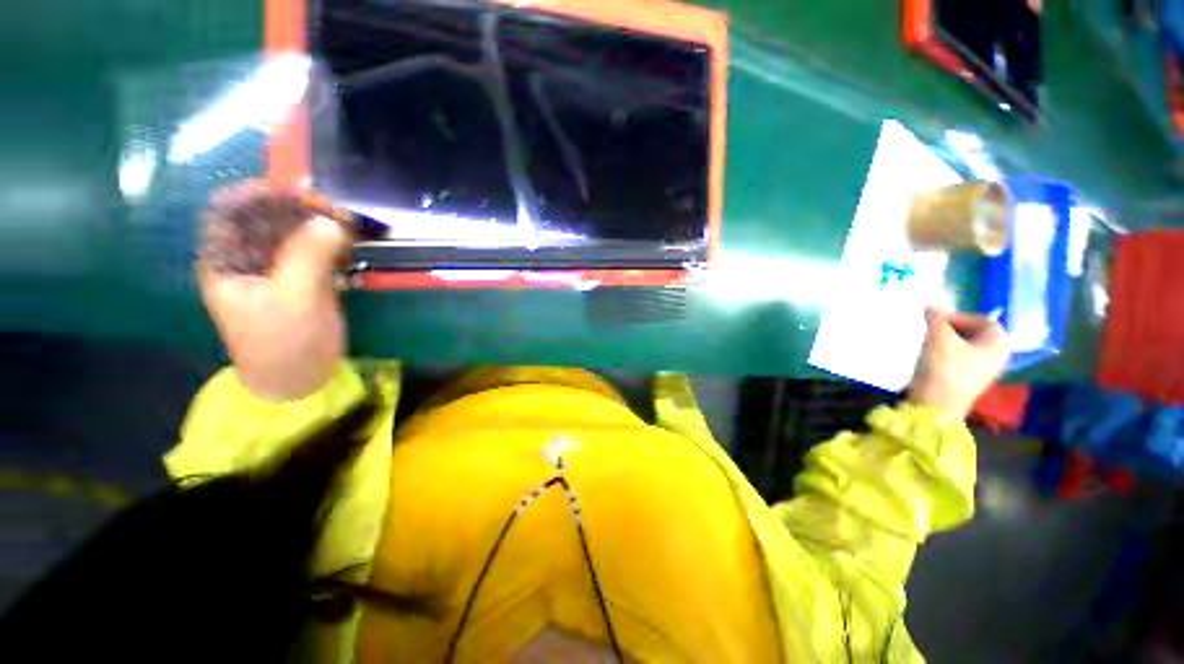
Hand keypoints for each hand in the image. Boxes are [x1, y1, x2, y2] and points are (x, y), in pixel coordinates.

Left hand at [197, 180, 351, 401]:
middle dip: (298, 208)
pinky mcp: (301, 278)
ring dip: (318, 225)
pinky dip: (330, 242)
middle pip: (265, 217)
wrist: (299, 379)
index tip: (299, 193)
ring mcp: (276, 268)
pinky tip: (348, 243)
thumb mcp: (294, 300)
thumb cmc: (283, 343)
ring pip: (293, 232)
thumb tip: (331, 221)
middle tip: (334, 211)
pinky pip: (313, 250)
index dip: (260, 194)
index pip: (231, 210)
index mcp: (226, 260)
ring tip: (346, 225)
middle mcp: (247, 258)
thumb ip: (309, 258)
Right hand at [908, 307, 1010, 418]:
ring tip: (924, 342)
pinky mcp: (966, 379)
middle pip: (971, 332)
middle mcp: (997, 355)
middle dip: (948, 328)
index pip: (980, 319)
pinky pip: (956, 358)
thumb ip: (936, 318)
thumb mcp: (939, 338)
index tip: (932, 320)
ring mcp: (982, 369)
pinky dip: (942, 353)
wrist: (935, 407)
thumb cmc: (945, 370)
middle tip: (927, 329)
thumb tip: (930, 306)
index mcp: (1000, 343)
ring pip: (962, 345)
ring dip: (943, 340)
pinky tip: (927, 356)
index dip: (956, 316)